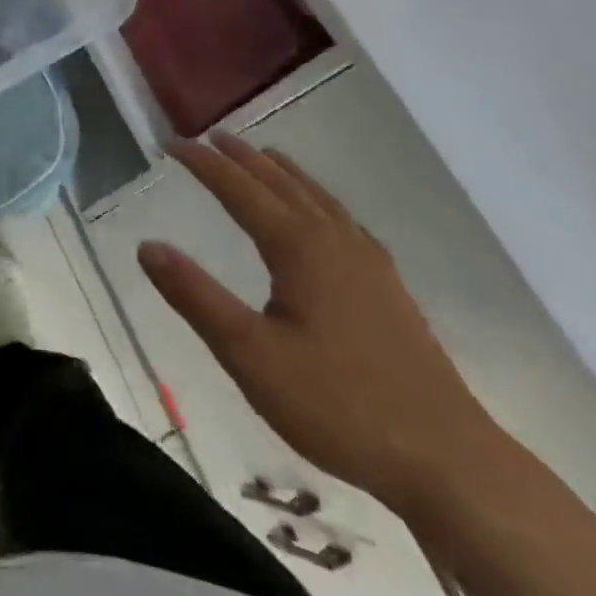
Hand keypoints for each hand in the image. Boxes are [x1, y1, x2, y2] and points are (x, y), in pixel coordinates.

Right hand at [138, 134, 503, 512]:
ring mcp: (369, 263)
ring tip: (262, 156)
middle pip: (281, 184)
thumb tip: (147, 246)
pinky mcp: (388, 288)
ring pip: (317, 198)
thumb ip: (196, 297)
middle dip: (242, 158)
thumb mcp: (250, 355)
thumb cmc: (338, 405)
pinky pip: (341, 219)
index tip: (171, 144)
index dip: (204, 164)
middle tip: (210, 136)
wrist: (448, 459)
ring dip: (282, 172)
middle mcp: (335, 241)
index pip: (240, 190)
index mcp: (299, 248)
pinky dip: (316, 198)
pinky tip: (322, 216)